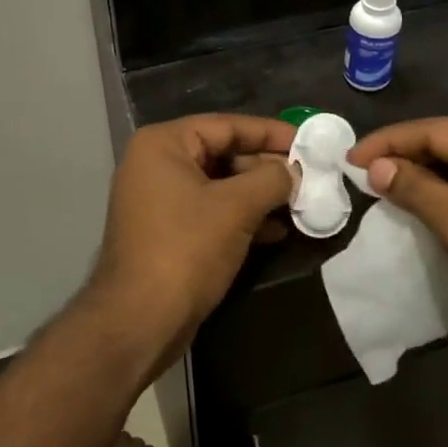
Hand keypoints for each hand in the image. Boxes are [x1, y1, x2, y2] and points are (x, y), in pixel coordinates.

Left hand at [85, 115, 296, 354]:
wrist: (140, 321)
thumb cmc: (186, 249)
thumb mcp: (236, 207)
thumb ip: (271, 179)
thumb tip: (294, 171)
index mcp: (163, 145)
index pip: (226, 126)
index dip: (270, 132)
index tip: (307, 142)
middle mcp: (156, 164)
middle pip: (222, 153)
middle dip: (266, 168)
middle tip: (307, 177)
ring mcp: (159, 201)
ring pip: (220, 186)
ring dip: (259, 195)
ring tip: (299, 203)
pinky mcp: (167, 232)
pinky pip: (211, 212)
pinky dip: (242, 218)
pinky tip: (277, 230)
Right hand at [346, 118, 447, 358]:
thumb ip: (417, 189)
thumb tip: (375, 166)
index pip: (436, 130)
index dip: (389, 142)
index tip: (349, 159)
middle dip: (404, 158)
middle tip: (360, 175)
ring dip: (421, 179)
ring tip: (379, 190)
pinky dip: (441, 199)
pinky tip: (415, 209)